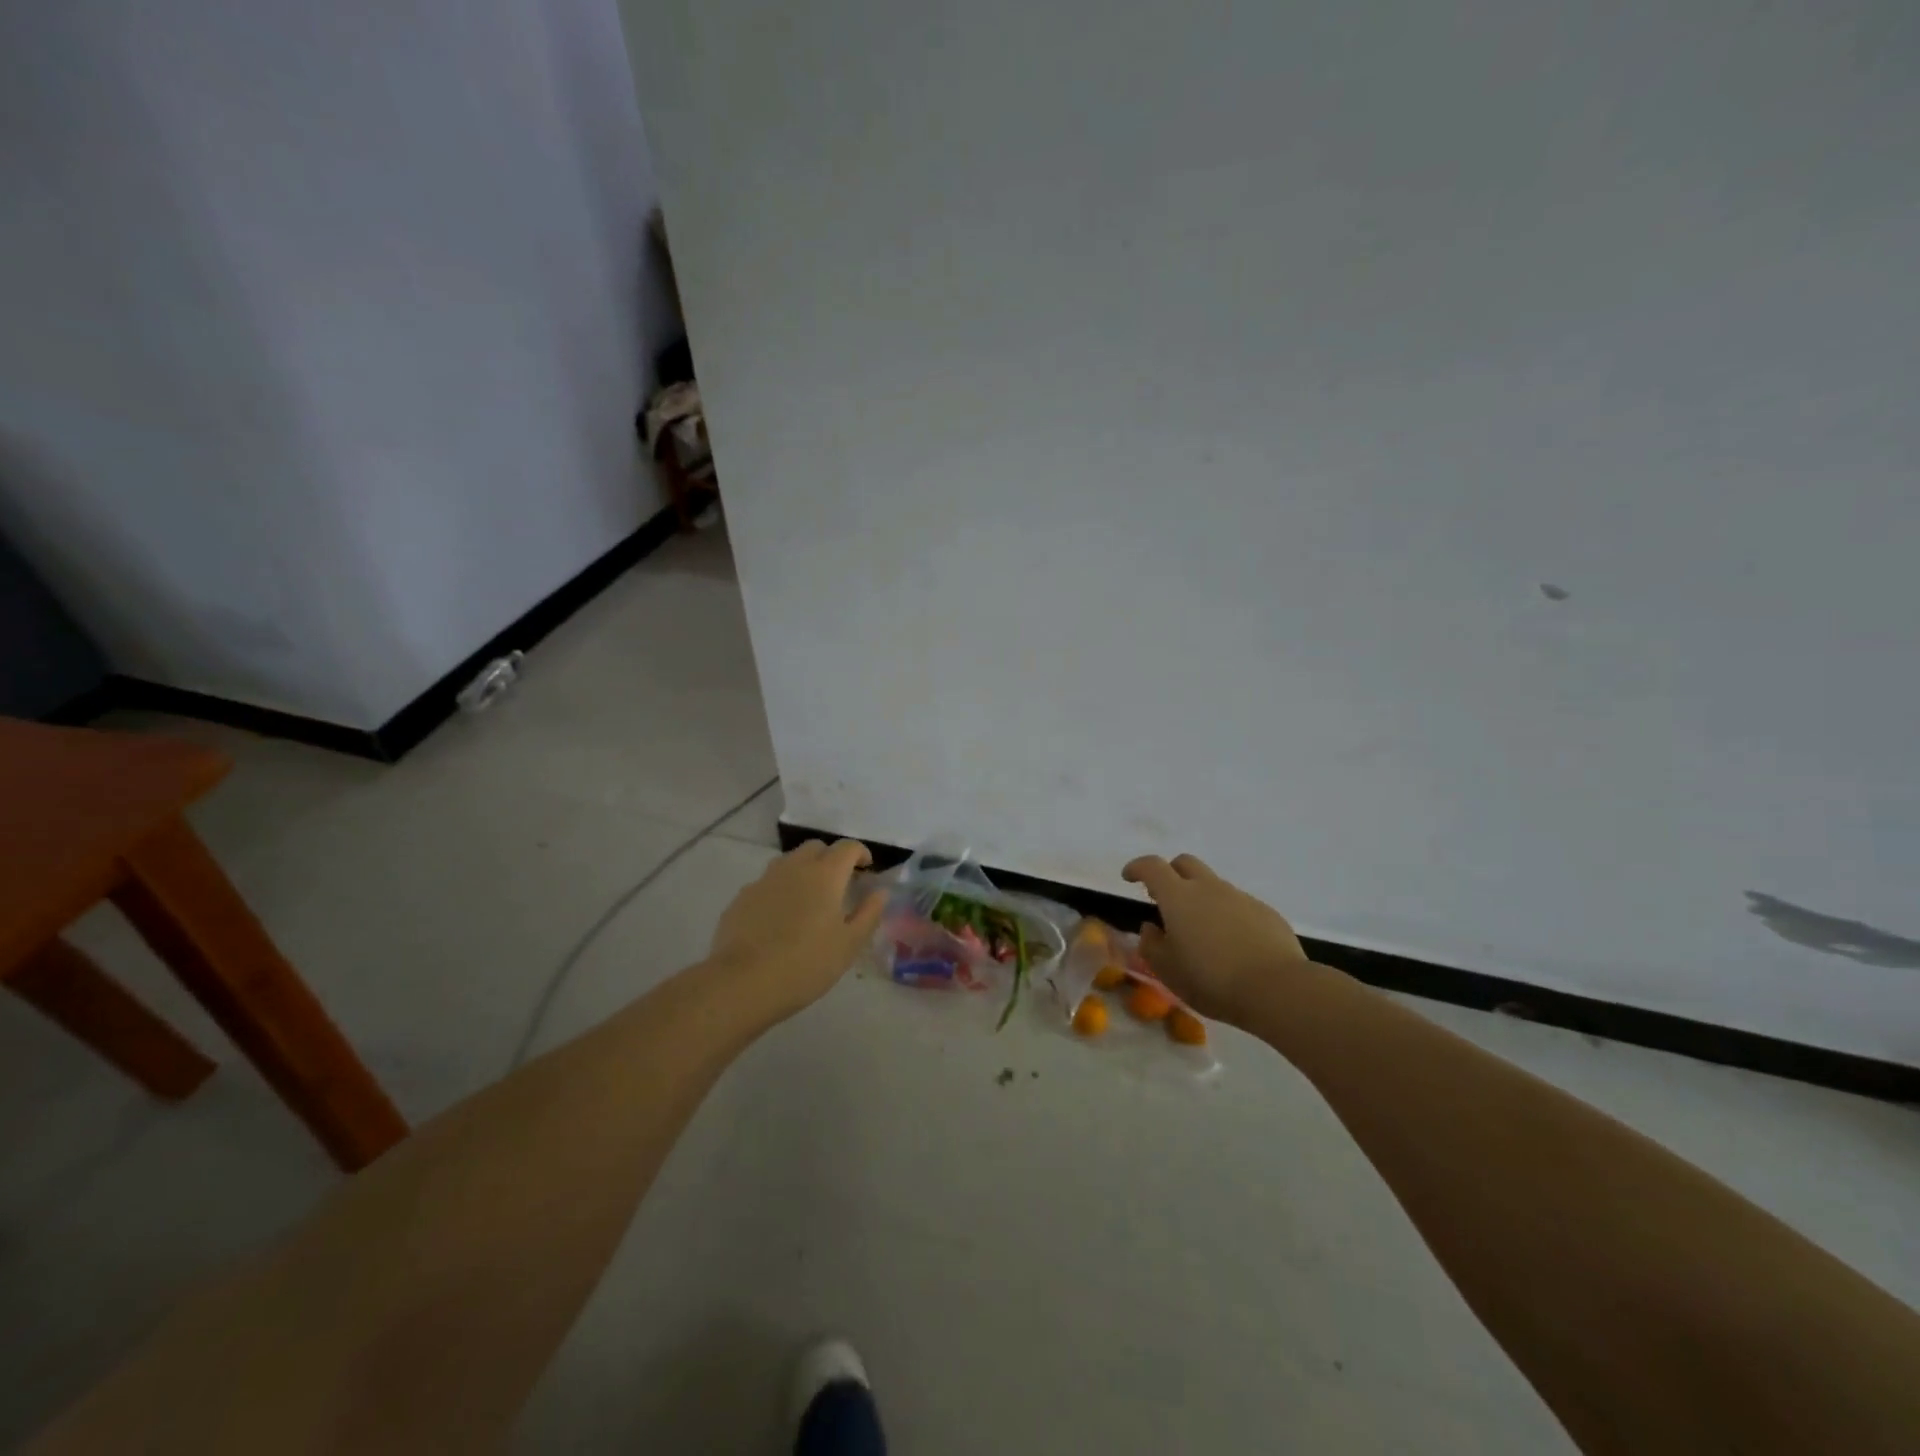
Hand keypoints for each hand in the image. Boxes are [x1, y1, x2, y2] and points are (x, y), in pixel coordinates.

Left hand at [710, 839, 885, 1019]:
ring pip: (788, 862)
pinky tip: (779, 918)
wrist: (743, 983)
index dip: (860, 853)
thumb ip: (869, 913)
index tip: (867, 869)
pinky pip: (767, 883)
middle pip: (816, 848)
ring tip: (809, 899)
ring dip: (804, 871)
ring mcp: (764, 880)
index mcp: (825, 874)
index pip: (847, 847)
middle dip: (831, 858)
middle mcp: (794, 867)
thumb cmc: (806, 964)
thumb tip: (880, 892)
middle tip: (839, 884)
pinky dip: (780, 890)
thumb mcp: (849, 944)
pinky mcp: (742, 897)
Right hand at [1122, 853, 1313, 1023]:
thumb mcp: (1168, 971)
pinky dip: (1227, 915)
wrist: (1277, 989)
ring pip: (1213, 885)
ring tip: (1201, 931)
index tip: (1129, 877)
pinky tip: (1232, 944)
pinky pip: (1238, 905)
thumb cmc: (1211, 980)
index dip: (1137, 868)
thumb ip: (1152, 945)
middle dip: (1170, 873)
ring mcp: (1240, 897)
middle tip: (1164, 898)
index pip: (1151, 867)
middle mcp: (1209, 888)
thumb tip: (1151, 927)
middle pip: (1185, 863)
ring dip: (1201, 897)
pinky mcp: (1265, 912)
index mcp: (1178, 897)